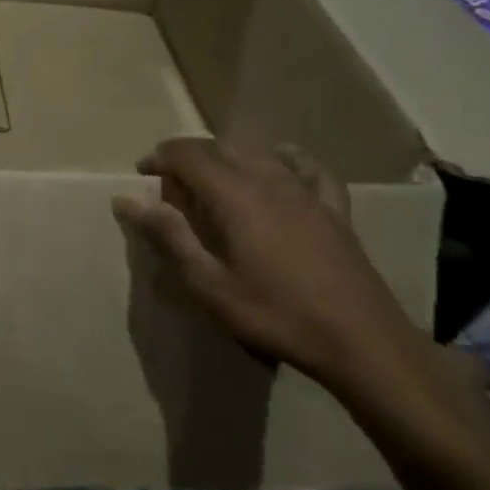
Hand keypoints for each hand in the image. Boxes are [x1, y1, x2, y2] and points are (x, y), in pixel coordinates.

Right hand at [113, 138, 429, 399]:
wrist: (362, 342)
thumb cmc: (275, 314)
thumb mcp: (209, 284)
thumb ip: (169, 236)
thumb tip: (127, 200)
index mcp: (235, 196)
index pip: (188, 155)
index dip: (160, 157)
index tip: (142, 174)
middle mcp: (269, 180)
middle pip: (221, 147)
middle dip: (188, 155)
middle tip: (169, 181)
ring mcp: (306, 192)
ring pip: (259, 152)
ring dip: (227, 155)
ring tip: (211, 178)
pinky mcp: (333, 209)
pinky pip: (308, 167)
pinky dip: (286, 157)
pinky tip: (280, 161)